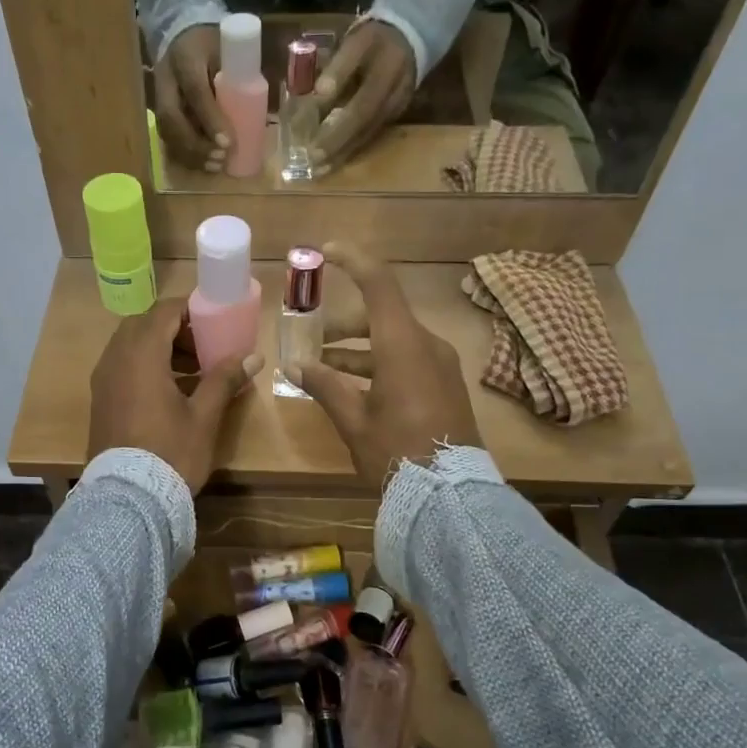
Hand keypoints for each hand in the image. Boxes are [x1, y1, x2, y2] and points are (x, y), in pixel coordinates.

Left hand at [89, 297, 262, 493]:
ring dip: (160, 348)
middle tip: (204, 346)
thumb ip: (225, 380)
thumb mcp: (204, 416)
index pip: (164, 312)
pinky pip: (122, 367)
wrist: (128, 498)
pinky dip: (145, 367)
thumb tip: (253, 356)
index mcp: (141, 355)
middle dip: (175, 329)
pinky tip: (171, 391)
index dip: (190, 309)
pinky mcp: (100, 400)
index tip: (215, 318)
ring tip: (194, 371)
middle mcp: (115, 360)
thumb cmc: (170, 452)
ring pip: (130, 347)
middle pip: (144, 326)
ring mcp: (103, 381)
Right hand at [154, 24, 232, 171]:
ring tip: (215, 167)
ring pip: (167, 132)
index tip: (228, 142)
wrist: (183, 37)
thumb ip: (240, 76)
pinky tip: (203, 166)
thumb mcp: (228, 50)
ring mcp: (158, 97)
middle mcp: (165, 79)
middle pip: (173, 118)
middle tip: (221, 158)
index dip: (210, 119)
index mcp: (185, 58)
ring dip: (191, 154)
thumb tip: (262, 113)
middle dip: (197, 144)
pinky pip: (167, 139)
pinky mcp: (159, 112)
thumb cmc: (213, 44)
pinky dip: (185, 156)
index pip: (195, 91)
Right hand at [290, 242, 482, 480]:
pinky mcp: (445, 385)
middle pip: (382, 316)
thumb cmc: (396, 452)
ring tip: (323, 366)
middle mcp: (426, 346)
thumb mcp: (353, 420)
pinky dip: (378, 363)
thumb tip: (295, 365)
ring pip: (394, 340)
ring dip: (358, 349)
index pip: (379, 284)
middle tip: (312, 337)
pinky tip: (354, 386)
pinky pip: (408, 359)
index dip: (353, 261)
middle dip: (344, 324)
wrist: (451, 495)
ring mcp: (440, 366)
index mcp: (403, 345)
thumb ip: (324, 386)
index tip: (327, 251)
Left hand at [310, 21, 416, 178]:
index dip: (335, 129)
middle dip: (336, 146)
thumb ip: (339, 68)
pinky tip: (335, 158)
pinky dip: (352, 148)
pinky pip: (371, 135)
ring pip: (367, 135)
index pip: (359, 108)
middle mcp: (393, 97)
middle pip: (362, 127)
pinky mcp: (394, 115)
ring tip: (320, 168)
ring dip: (343, 153)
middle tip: (311, 164)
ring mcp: (396, 108)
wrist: (412, 35)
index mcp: (385, 74)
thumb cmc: (375, 39)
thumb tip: (320, 94)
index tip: (311, 145)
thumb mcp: (356, 43)